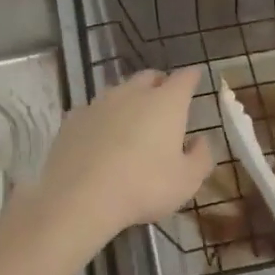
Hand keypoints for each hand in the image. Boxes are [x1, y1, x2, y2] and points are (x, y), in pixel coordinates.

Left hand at [21, 69, 214, 249]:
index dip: (192, 77)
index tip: (195, 77)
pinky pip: (93, 110)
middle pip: (149, 77)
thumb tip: (200, 140)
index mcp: (166, 102)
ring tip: (132, 120)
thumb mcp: (187, 181)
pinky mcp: (73, 119)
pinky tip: (101, 136)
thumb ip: (201, 156)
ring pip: (119, 91)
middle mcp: (133, 93)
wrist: (81, 197)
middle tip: (165, 99)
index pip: (184, 78)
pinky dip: (102, 118)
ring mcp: (99, 103)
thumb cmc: (144, 187)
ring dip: (129, 100)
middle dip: (160, 83)